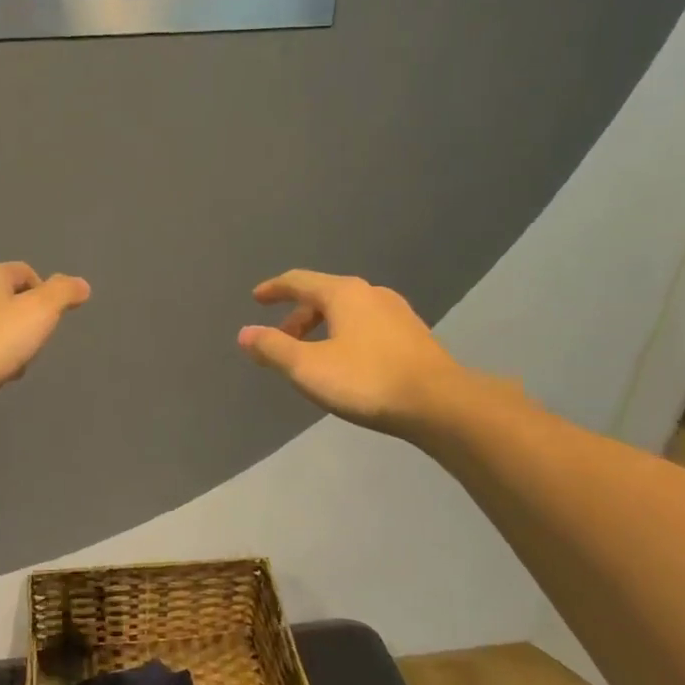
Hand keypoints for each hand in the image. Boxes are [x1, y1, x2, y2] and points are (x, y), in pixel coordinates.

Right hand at [237, 270, 474, 438]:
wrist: (439, 404)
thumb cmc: (366, 380)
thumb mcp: (307, 367)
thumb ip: (273, 348)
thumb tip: (245, 333)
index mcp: (343, 293)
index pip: (299, 281)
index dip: (274, 289)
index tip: (256, 299)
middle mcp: (371, 294)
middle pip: (324, 296)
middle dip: (297, 316)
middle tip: (281, 341)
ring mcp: (397, 313)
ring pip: (348, 312)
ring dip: (322, 328)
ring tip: (311, 355)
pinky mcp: (413, 336)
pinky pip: (367, 326)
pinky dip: (345, 336)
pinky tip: (347, 362)